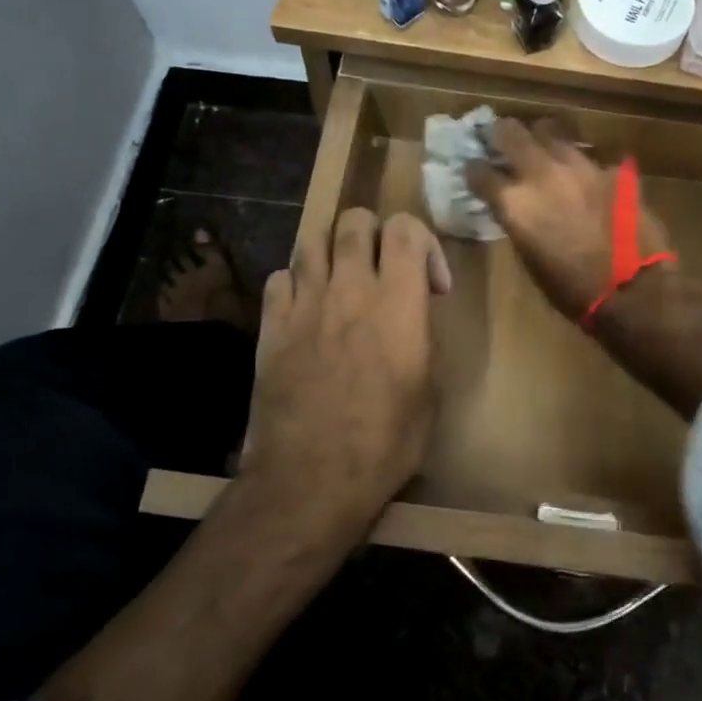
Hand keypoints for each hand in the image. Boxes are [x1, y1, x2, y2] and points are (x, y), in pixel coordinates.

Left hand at [242, 209, 452, 529]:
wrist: (311, 480)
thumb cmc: (384, 443)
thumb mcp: (429, 392)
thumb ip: (422, 337)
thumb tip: (413, 315)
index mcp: (397, 303)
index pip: (406, 228)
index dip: (424, 243)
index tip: (430, 285)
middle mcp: (350, 289)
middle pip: (356, 220)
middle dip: (375, 234)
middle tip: (383, 270)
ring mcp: (305, 303)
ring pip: (313, 239)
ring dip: (333, 251)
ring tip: (342, 281)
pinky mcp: (271, 325)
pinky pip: (280, 277)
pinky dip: (296, 282)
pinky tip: (305, 308)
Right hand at [468, 119, 701, 420]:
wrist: (632, 291)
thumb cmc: (571, 289)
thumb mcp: (529, 257)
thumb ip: (519, 222)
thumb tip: (516, 209)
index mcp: (515, 202)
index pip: (479, 172)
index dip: (474, 169)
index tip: (474, 169)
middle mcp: (541, 174)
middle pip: (510, 132)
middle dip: (500, 132)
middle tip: (499, 136)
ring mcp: (580, 166)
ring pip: (552, 131)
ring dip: (542, 137)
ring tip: (542, 143)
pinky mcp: (612, 170)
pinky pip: (591, 156)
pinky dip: (583, 163)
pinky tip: (585, 172)